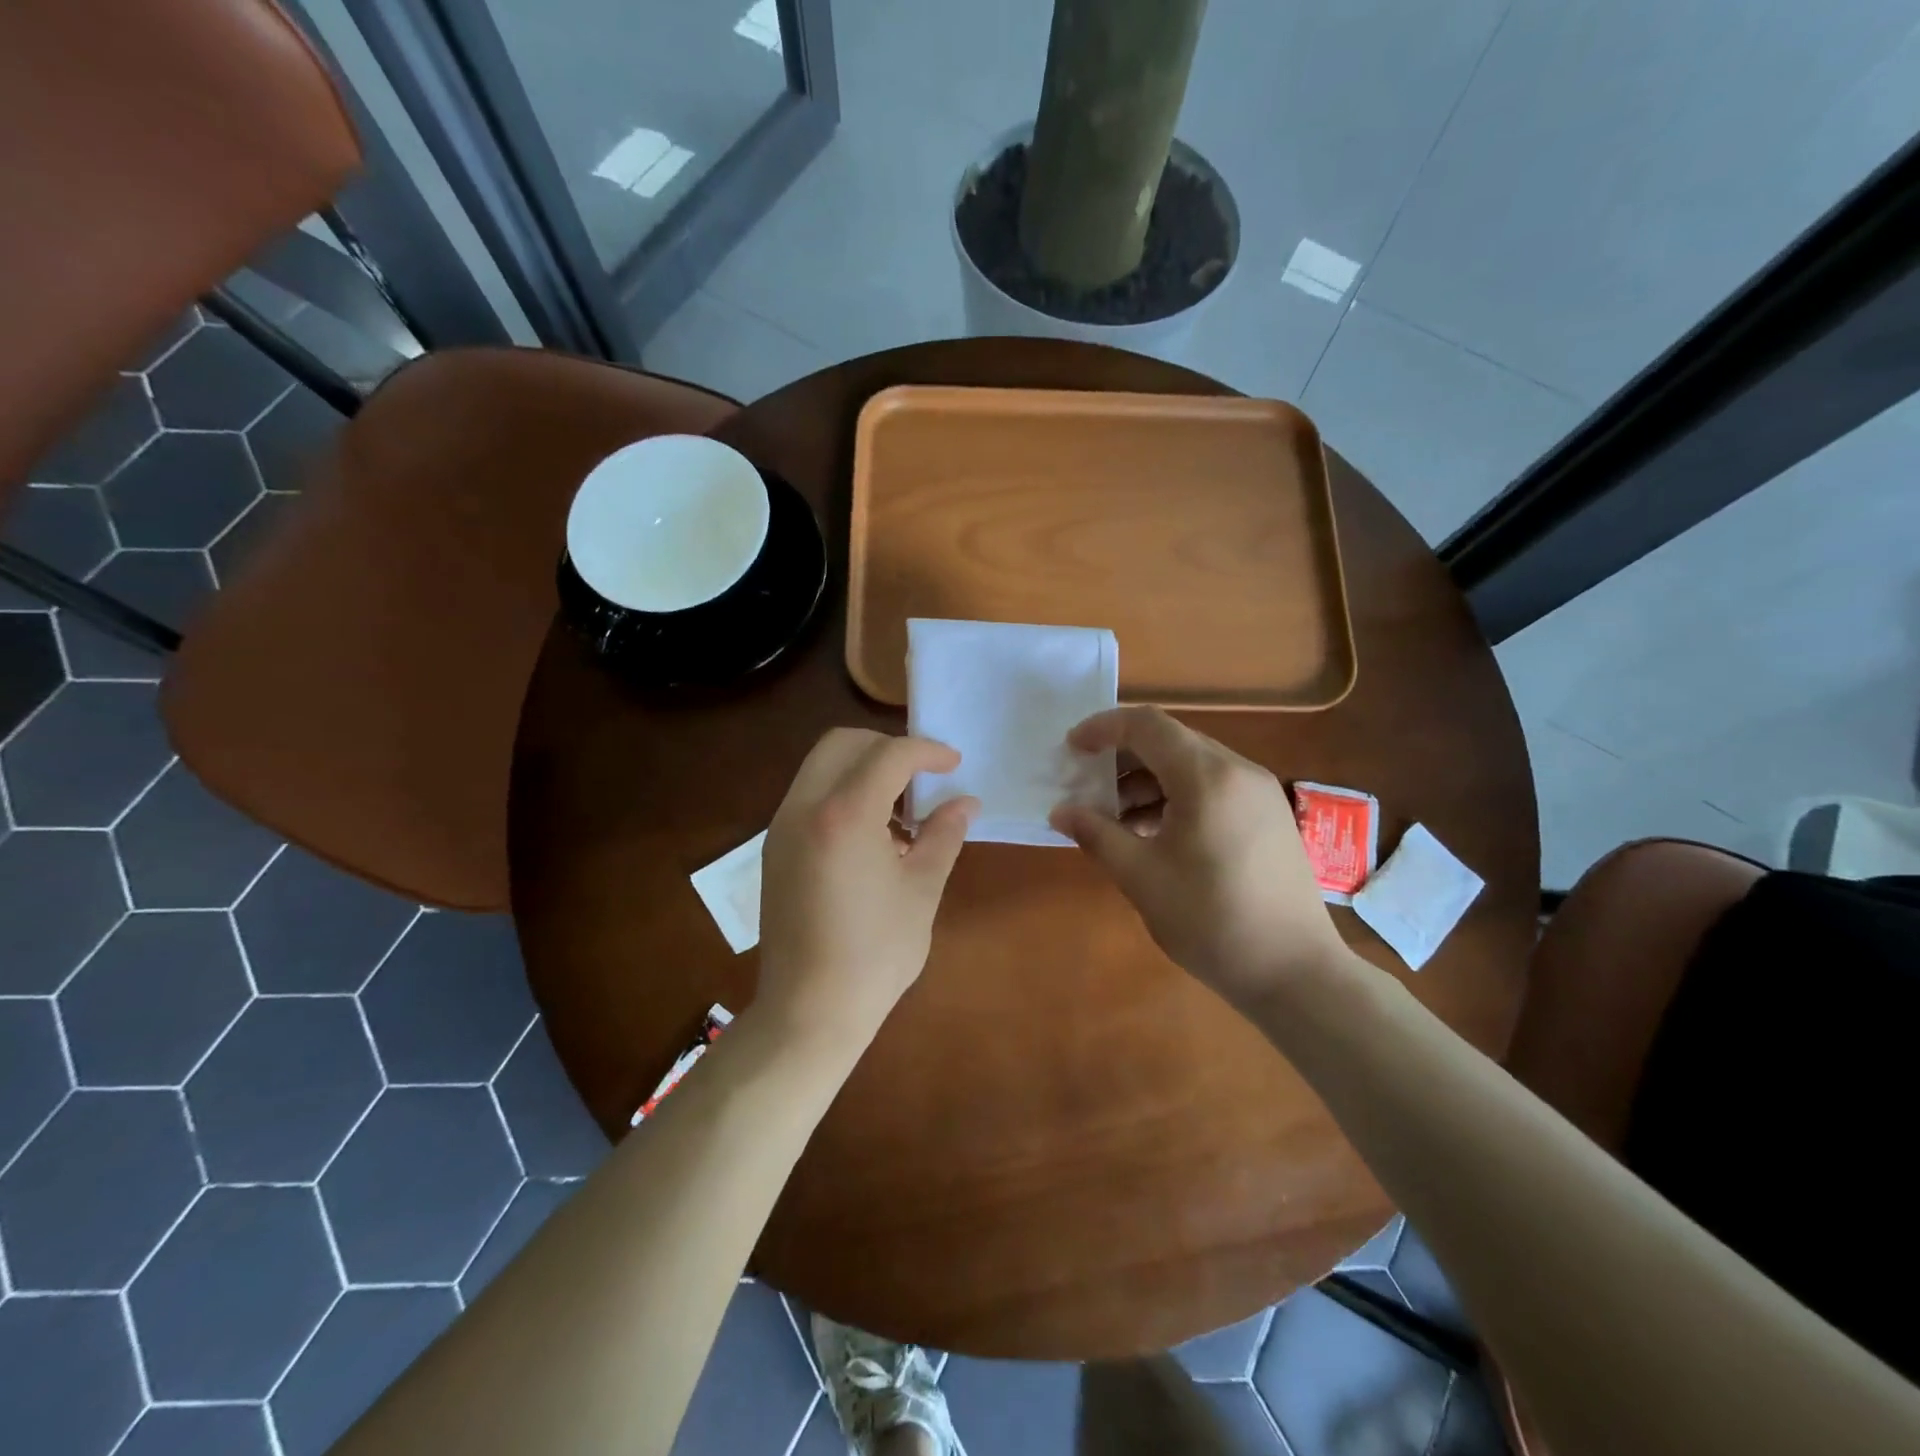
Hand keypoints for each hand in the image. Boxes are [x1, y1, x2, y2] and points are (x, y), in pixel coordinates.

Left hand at [758, 729, 978, 1042]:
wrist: (809, 1010)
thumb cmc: (876, 953)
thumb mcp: (922, 890)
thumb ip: (944, 835)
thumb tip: (965, 803)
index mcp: (844, 815)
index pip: (888, 755)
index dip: (926, 751)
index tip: (953, 764)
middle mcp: (804, 808)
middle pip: (843, 743)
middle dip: (887, 748)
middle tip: (921, 776)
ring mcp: (781, 828)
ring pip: (820, 766)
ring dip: (862, 769)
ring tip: (899, 809)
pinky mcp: (774, 849)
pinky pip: (808, 796)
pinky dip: (841, 793)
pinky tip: (870, 834)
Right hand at [1049, 706, 1352, 1008]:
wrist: (1295, 972)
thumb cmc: (1211, 920)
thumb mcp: (1141, 877)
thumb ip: (1097, 834)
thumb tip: (1061, 812)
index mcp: (1207, 777)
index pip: (1147, 725)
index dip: (1102, 728)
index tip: (1070, 749)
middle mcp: (1238, 771)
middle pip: (1170, 740)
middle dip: (1122, 756)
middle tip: (1087, 784)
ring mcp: (1259, 793)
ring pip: (1191, 765)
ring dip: (1148, 780)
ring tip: (1114, 817)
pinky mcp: (1268, 817)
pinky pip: (1213, 787)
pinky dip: (1176, 796)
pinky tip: (1153, 833)